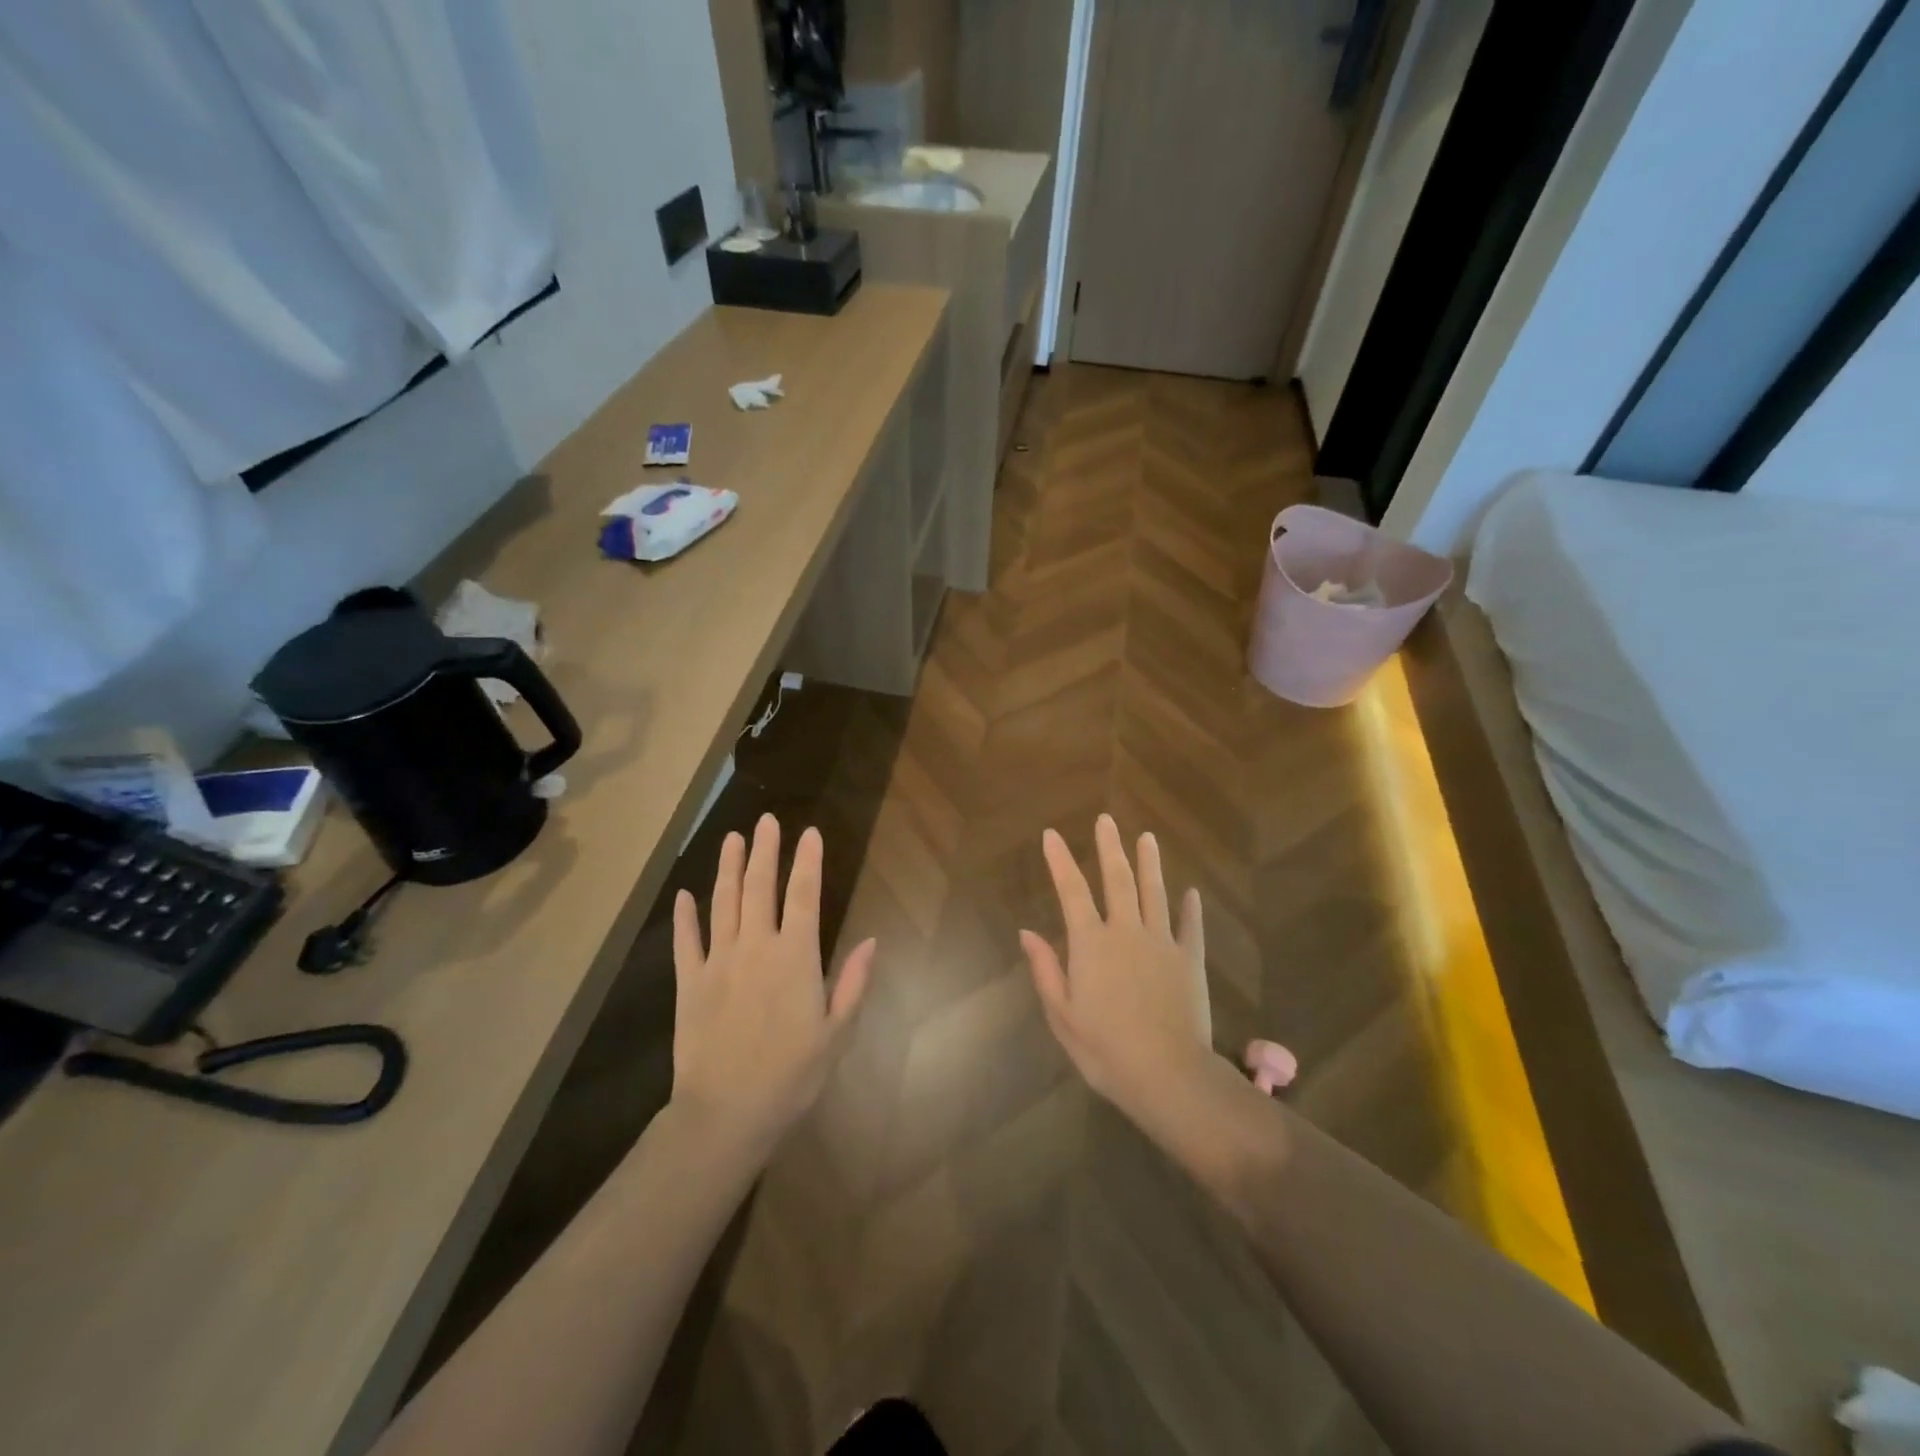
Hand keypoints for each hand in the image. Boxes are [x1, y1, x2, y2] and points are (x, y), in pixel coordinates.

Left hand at [671, 815, 875, 1152]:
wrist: (726, 1114)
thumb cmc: (791, 1076)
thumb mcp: (836, 1034)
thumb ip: (853, 983)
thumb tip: (872, 940)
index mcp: (794, 958)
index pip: (803, 896)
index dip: (807, 861)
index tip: (810, 832)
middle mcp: (755, 948)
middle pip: (760, 888)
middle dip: (766, 851)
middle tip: (767, 820)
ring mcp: (718, 963)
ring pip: (723, 904)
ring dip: (729, 868)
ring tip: (733, 838)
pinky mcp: (689, 983)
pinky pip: (686, 942)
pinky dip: (685, 917)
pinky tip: (685, 894)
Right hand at [1020, 815, 1216, 1128]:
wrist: (1168, 1075)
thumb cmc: (1105, 1049)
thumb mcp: (1062, 1015)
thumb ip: (1046, 969)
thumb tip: (1028, 932)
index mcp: (1090, 944)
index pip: (1071, 890)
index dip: (1060, 860)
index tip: (1052, 834)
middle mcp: (1126, 931)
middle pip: (1117, 880)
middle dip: (1109, 847)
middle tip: (1106, 820)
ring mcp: (1161, 942)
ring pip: (1154, 892)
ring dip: (1149, 863)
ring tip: (1147, 838)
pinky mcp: (1189, 959)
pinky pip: (1190, 926)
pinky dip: (1190, 907)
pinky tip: (1191, 892)